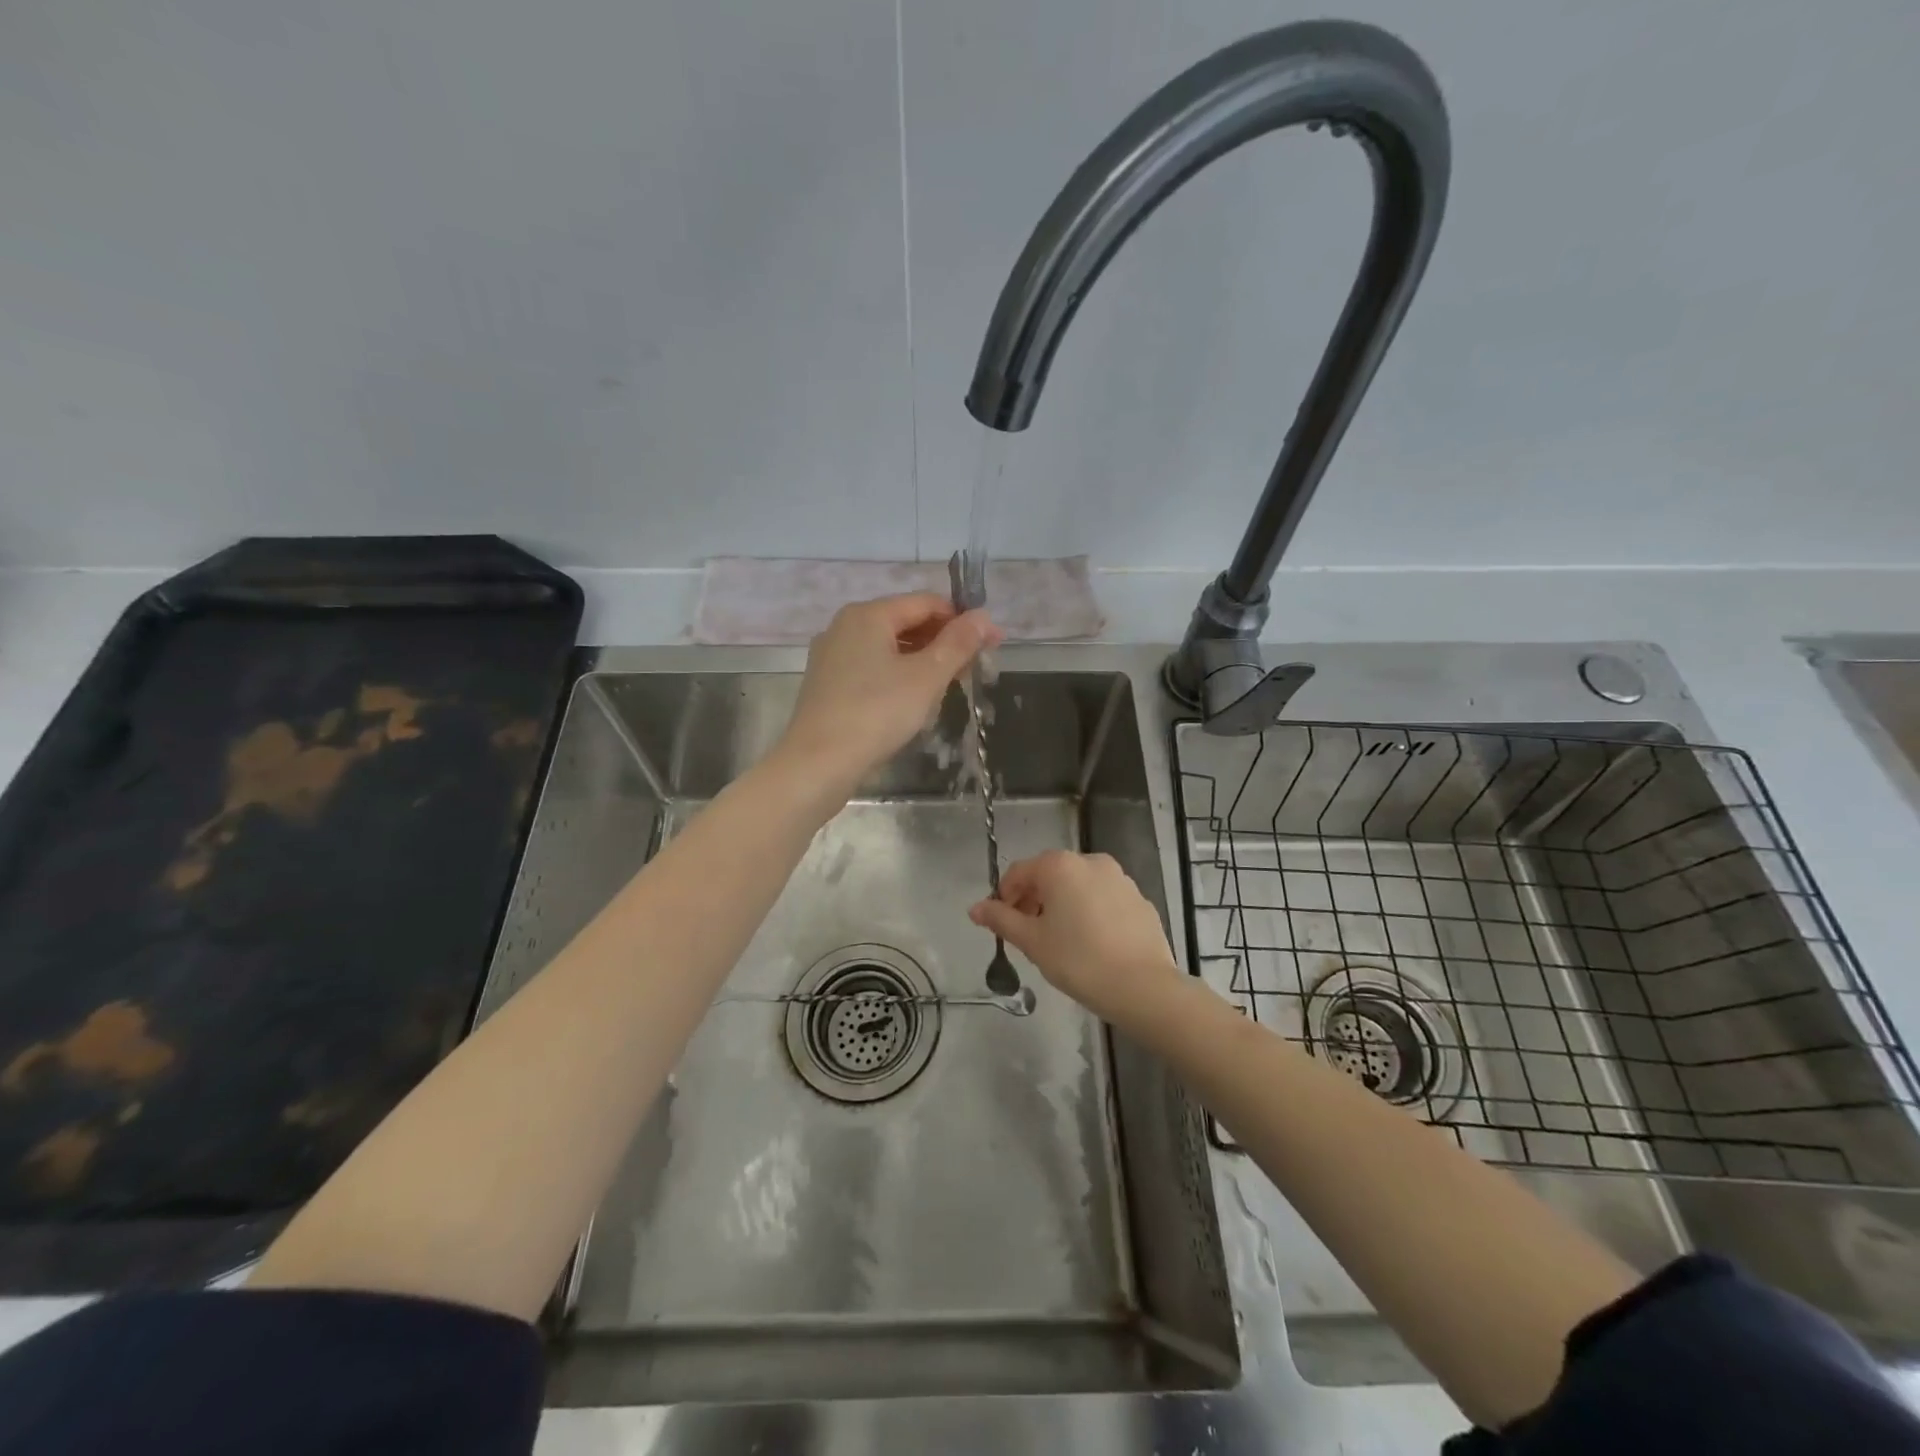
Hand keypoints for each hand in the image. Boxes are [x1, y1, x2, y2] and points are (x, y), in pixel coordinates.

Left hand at [778, 593, 998, 799]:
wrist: (818, 763)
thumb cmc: (876, 713)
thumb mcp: (927, 677)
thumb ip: (958, 643)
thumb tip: (983, 615)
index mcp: (868, 615)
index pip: (926, 602)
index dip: (963, 620)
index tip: (993, 642)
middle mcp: (845, 626)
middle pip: (906, 622)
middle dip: (944, 641)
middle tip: (974, 668)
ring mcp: (832, 656)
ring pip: (889, 647)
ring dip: (924, 660)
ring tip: (950, 685)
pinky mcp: (828, 684)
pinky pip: (872, 668)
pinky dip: (899, 675)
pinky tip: (915, 700)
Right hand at [970, 850, 1182, 1029]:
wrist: (1142, 986)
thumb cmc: (1078, 960)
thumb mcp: (1032, 941)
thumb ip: (1001, 920)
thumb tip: (975, 908)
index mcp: (1059, 865)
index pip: (1019, 872)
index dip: (1004, 897)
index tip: (1002, 924)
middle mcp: (1090, 861)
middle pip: (1050, 875)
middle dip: (1034, 900)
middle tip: (1029, 935)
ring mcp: (1120, 878)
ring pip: (1078, 886)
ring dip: (1062, 905)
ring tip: (1060, 941)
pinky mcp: (1139, 899)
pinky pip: (1104, 899)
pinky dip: (1090, 913)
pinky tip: (1092, 944)